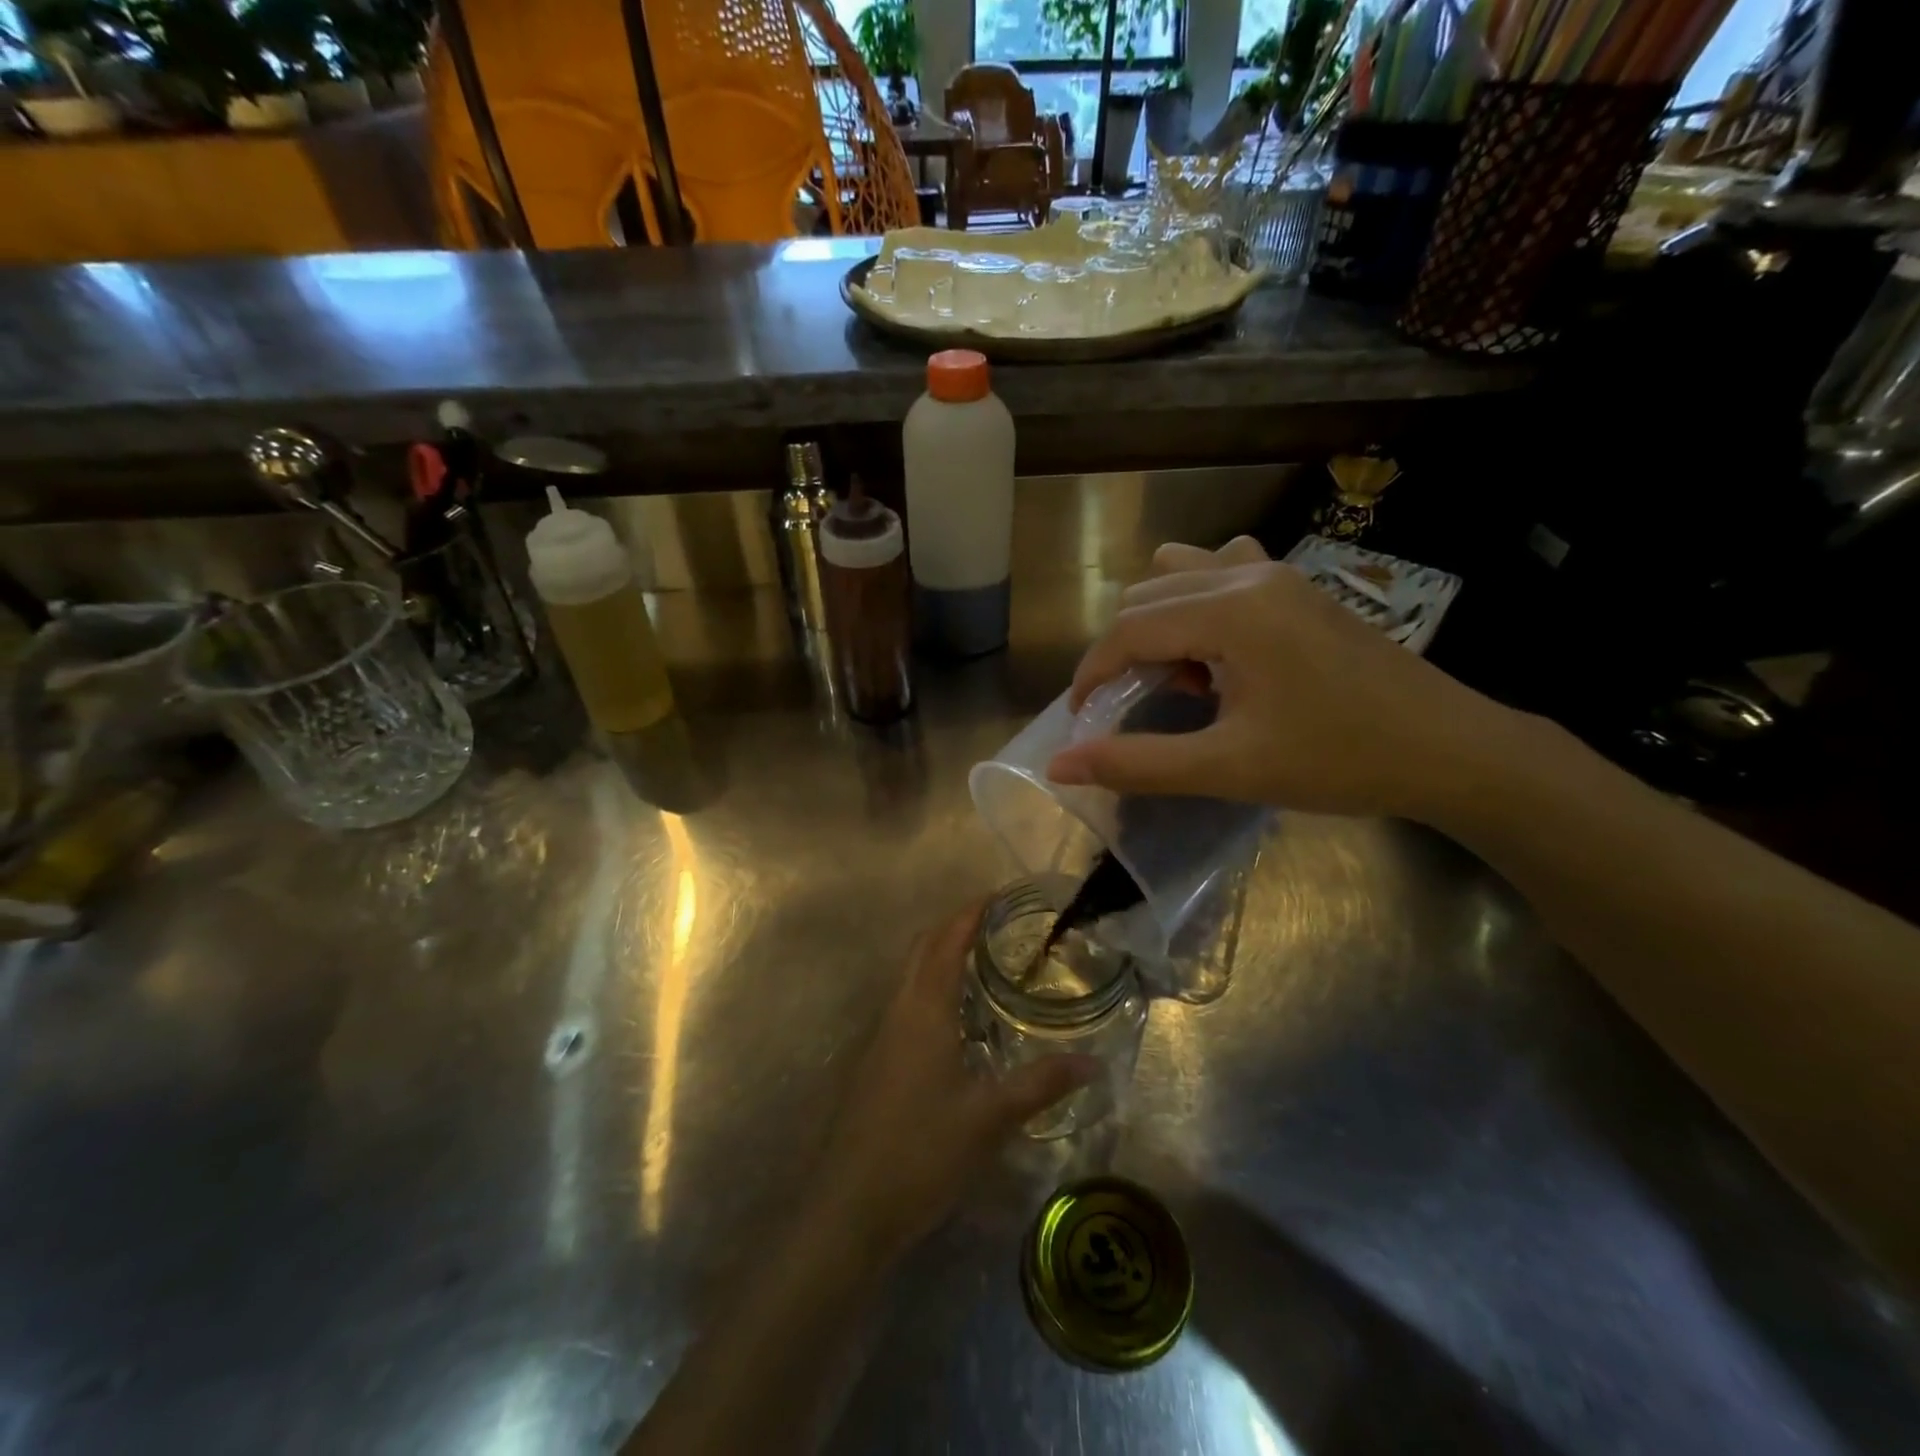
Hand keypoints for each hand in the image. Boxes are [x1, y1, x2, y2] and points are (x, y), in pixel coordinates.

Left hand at [802, 903, 1096, 1269]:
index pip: (947, 941)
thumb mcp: (990, 1118)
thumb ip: (1041, 1084)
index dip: (971, 913)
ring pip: (912, 975)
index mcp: (924, 1010)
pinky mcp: (878, 1061)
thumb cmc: (921, 1151)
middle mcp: (899, 1011)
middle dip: (956, 925)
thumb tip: (1092, 1062)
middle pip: (924, 949)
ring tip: (985, 960)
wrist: (850, 1208)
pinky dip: (934, 987)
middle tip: (999, 922)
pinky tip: (960, 1018)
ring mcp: (883, 1036)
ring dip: (942, 955)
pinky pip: (908, 1002)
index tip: (1001, 895)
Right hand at [1044, 539, 1521, 822]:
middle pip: (1146, 596)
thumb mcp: (1229, 768)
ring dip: (1161, 622)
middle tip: (1143, 710)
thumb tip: (1060, 767)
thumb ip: (1138, 764)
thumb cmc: (1338, 760)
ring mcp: (1278, 573)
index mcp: (1229, 611)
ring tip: (1186, 677)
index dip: (1092, 675)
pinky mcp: (1299, 586)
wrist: (1450, 750)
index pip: (1128, 630)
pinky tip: (1223, 649)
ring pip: (1180, 574)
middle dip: (1126, 653)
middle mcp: (1247, 575)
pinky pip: (1224, 572)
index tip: (1083, 721)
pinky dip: (1200, 604)